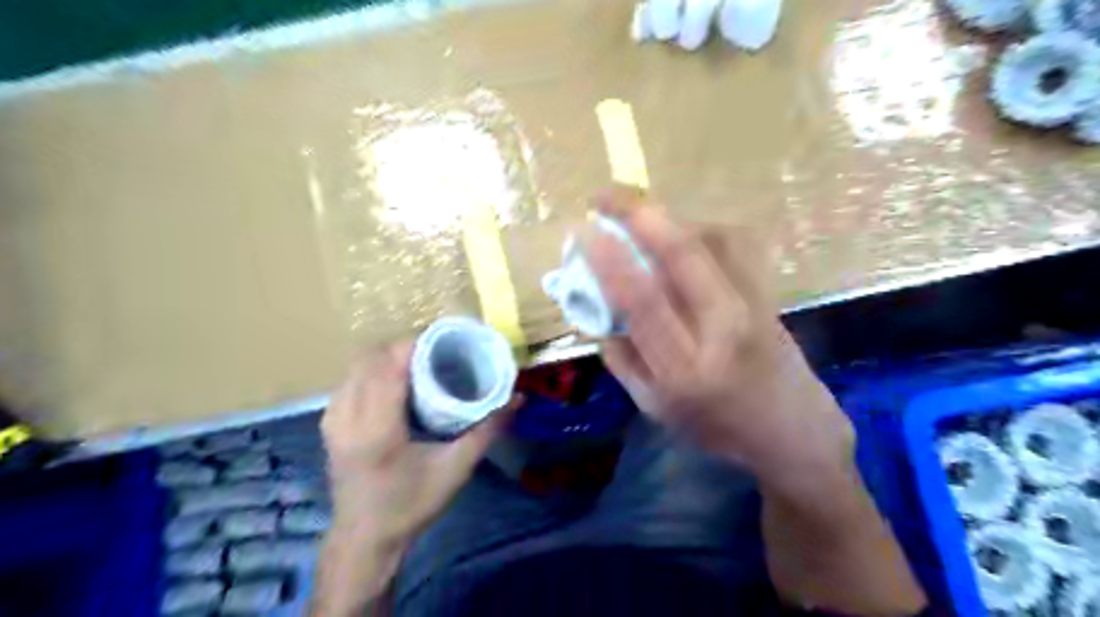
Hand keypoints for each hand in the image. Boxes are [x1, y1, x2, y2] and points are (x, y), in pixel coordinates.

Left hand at [322, 341, 517, 550]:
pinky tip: (392, 383)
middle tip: (434, 354)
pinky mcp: (329, 424)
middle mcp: (348, 418)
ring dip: (386, 358)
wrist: (365, 539)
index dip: (413, 345)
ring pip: (356, 367)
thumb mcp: (455, 469)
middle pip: (370, 359)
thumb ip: (487, 431)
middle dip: (402, 348)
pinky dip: (371, 371)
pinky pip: (348, 380)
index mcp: (377, 430)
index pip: (388, 367)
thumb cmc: (411, 505)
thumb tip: (517, 399)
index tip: (441, 342)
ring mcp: (332, 420)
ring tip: (416, 364)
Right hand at [578, 188, 854, 495]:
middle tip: (603, 195)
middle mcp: (722, 329)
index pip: (642, 301)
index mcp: (684, 368)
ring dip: (669, 218)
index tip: (583, 230)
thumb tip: (596, 307)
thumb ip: (620, 357)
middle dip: (638, 213)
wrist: (791, 430)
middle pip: (683, 254)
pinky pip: (734, 243)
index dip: (609, 259)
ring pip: (710, 239)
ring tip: (639, 217)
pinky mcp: (770, 292)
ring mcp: (753, 305)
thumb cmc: (715, 426)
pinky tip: (682, 233)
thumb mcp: (653, 407)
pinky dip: (701, 227)